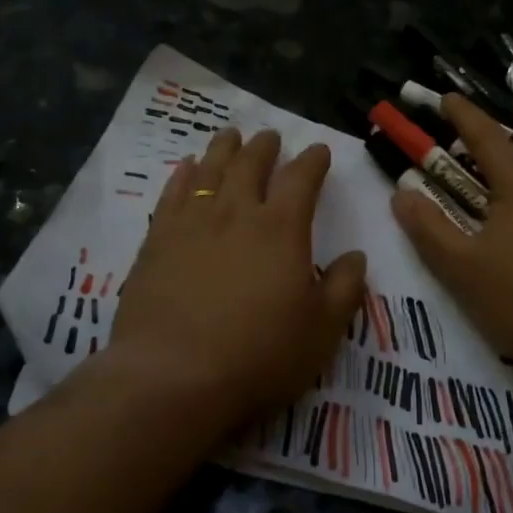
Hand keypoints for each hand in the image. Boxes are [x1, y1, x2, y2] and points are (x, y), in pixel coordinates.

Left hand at [111, 127, 366, 439]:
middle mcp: (236, 214)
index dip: (312, 161)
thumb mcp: (321, 331)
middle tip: (270, 136)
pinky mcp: (156, 242)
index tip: (318, 150)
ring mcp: (191, 224)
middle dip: (264, 147)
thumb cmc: (258, 355)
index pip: (301, 180)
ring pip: (209, 171)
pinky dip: (182, 175)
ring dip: (223, 150)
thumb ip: (344, 289)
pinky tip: (186, 168)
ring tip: (230, 136)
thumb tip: (356, 256)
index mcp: (281, 229)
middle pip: (250, 165)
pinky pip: (171, 195)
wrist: (172, 376)